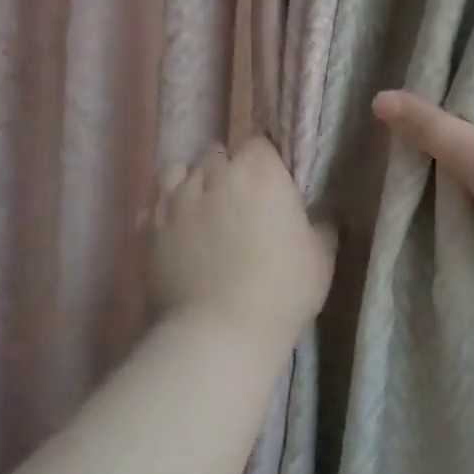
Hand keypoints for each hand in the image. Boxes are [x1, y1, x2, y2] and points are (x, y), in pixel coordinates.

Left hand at [150, 136, 335, 347]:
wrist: (221, 330)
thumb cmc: (283, 289)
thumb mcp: (322, 258)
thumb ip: (322, 225)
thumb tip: (323, 212)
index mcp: (260, 173)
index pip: (259, 142)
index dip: (266, 160)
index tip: (274, 182)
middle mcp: (214, 175)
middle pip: (218, 153)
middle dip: (229, 168)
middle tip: (243, 199)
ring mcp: (175, 200)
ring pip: (180, 171)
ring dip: (194, 182)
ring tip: (204, 207)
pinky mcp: (149, 229)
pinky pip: (156, 205)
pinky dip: (167, 211)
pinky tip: (178, 231)